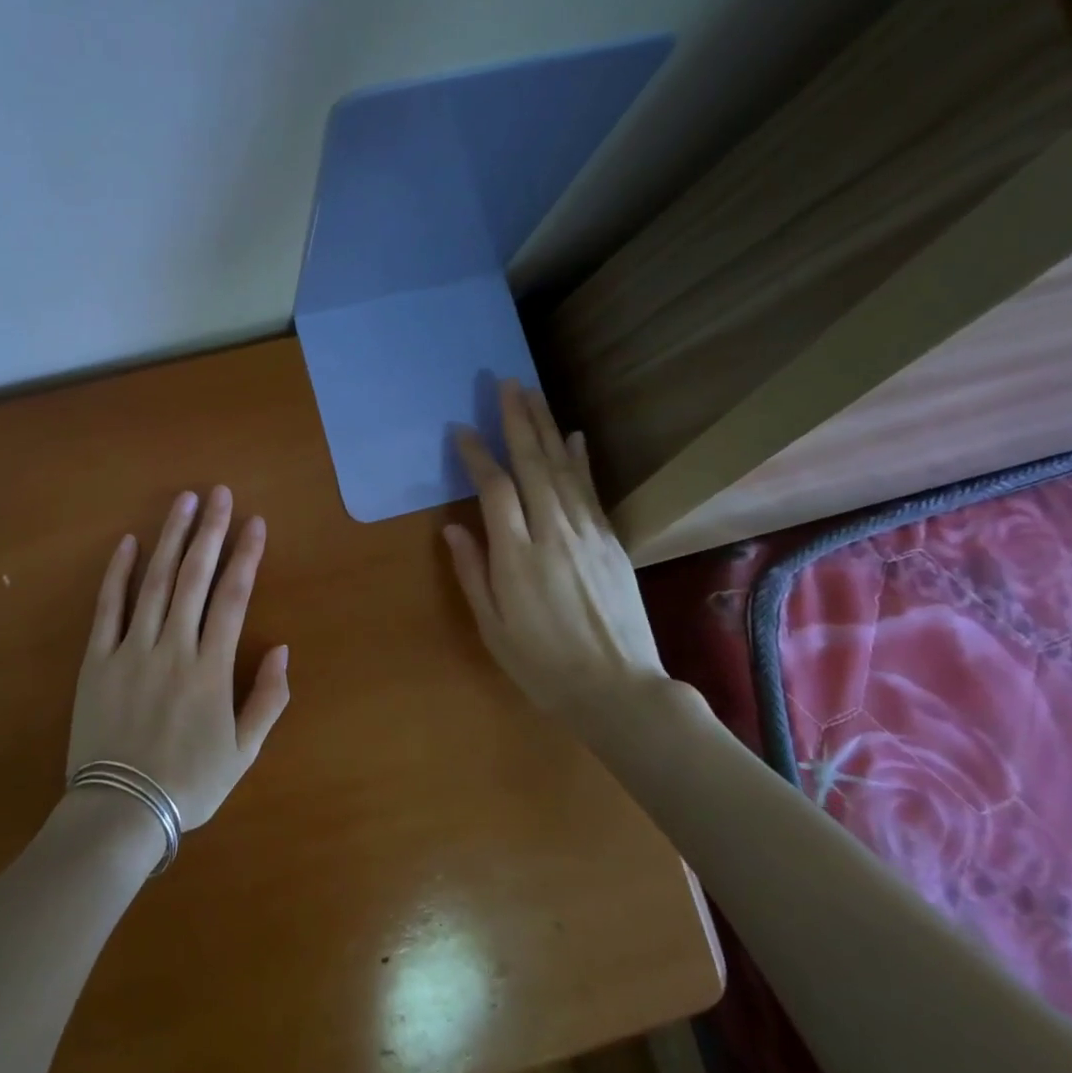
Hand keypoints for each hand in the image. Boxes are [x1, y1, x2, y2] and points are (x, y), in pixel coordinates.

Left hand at [69, 486, 289, 828]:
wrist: (121, 812)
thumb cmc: (189, 783)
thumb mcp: (244, 751)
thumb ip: (268, 698)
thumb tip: (283, 649)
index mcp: (211, 668)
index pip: (233, 598)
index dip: (246, 556)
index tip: (255, 522)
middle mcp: (173, 647)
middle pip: (195, 578)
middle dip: (211, 532)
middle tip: (220, 493)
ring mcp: (132, 650)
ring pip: (154, 582)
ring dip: (170, 539)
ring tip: (183, 502)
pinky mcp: (98, 660)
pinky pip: (107, 609)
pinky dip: (117, 574)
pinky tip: (128, 543)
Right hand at [442, 381, 668, 724]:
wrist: (618, 689)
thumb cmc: (542, 665)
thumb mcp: (493, 627)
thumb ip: (473, 573)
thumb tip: (454, 528)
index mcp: (517, 557)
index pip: (494, 490)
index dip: (477, 456)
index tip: (461, 430)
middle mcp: (553, 534)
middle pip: (533, 465)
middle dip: (517, 421)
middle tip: (506, 384)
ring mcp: (588, 534)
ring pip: (563, 469)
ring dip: (546, 428)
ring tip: (533, 394)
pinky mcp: (611, 542)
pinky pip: (591, 490)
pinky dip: (580, 460)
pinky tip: (573, 437)